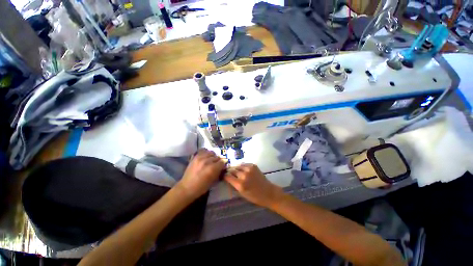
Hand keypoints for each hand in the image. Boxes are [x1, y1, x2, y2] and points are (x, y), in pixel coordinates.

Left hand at [177, 149, 225, 199]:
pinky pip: (204, 150)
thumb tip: (222, 167)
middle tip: (216, 165)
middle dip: (218, 161)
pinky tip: (206, 156)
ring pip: (211, 153)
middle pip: (217, 157)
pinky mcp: (196, 156)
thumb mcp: (213, 181)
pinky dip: (206, 152)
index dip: (223, 165)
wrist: (186, 187)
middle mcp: (207, 161)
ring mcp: (201, 158)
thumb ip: (219, 172)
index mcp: (212, 168)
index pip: (222, 162)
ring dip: (213, 156)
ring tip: (211, 160)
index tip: (222, 167)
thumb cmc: (201, 187)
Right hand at [224, 164, 282, 207]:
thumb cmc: (254, 196)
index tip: (225, 176)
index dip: (225, 176)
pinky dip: (242, 167)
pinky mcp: (253, 165)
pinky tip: (243, 170)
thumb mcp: (242, 194)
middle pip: (232, 170)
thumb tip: (228, 178)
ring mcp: (249, 169)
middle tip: (231, 174)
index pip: (227, 176)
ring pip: (237, 166)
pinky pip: (244, 164)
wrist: (268, 192)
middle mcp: (243, 175)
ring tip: (237, 172)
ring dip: (236, 169)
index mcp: (240, 184)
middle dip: (230, 172)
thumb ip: (234, 185)